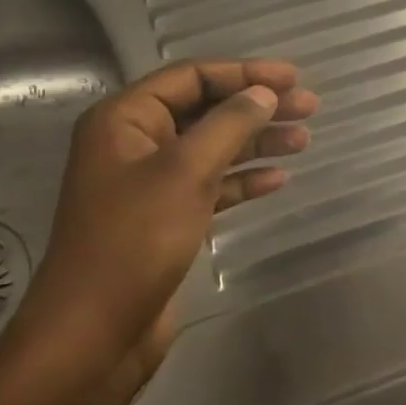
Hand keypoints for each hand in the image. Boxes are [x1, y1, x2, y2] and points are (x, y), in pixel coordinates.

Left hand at [13, 59, 317, 392]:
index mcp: (124, 121)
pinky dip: (243, 180)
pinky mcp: (167, 219)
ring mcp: (151, 184)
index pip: (191, 78)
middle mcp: (135, 145)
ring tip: (303, 140)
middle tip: (309, 107)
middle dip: (256, 107)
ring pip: (213, 149)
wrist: (96, 331)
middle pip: (205, 111)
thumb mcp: (185, 172)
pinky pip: (212, 186)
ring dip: (256, 142)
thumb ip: (228, 126)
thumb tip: (263, 93)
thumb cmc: (135, 240)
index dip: (244, 73)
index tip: (293, 78)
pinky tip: (277, 180)